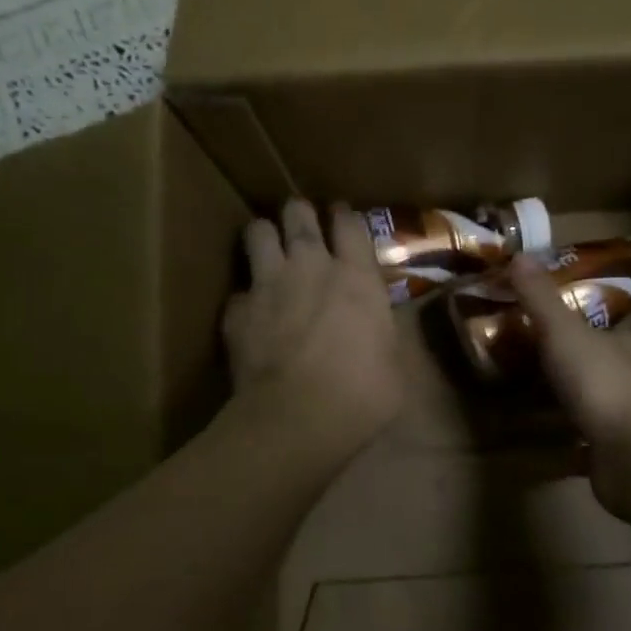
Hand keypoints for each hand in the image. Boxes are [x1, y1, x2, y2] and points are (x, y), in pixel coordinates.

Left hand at [224, 200, 402, 464]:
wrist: (298, 417)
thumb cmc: (363, 394)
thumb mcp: (394, 363)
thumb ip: (383, 335)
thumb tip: (381, 332)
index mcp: (357, 277)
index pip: (350, 224)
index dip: (344, 215)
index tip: (340, 214)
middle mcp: (311, 267)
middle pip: (299, 214)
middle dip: (299, 213)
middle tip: (302, 224)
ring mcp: (269, 285)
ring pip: (258, 232)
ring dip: (264, 236)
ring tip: (268, 248)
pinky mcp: (237, 311)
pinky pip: (239, 291)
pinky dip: (246, 298)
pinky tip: (251, 315)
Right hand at [507, 252, 630, 513]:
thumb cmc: (603, 384)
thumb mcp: (564, 333)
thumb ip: (541, 299)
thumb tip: (519, 255)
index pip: (613, 330)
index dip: (585, 329)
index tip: (552, 332)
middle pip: (605, 368)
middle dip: (575, 370)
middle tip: (532, 371)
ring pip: (600, 408)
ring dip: (571, 408)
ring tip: (530, 408)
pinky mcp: (625, 458)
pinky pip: (591, 447)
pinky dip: (569, 447)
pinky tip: (542, 450)